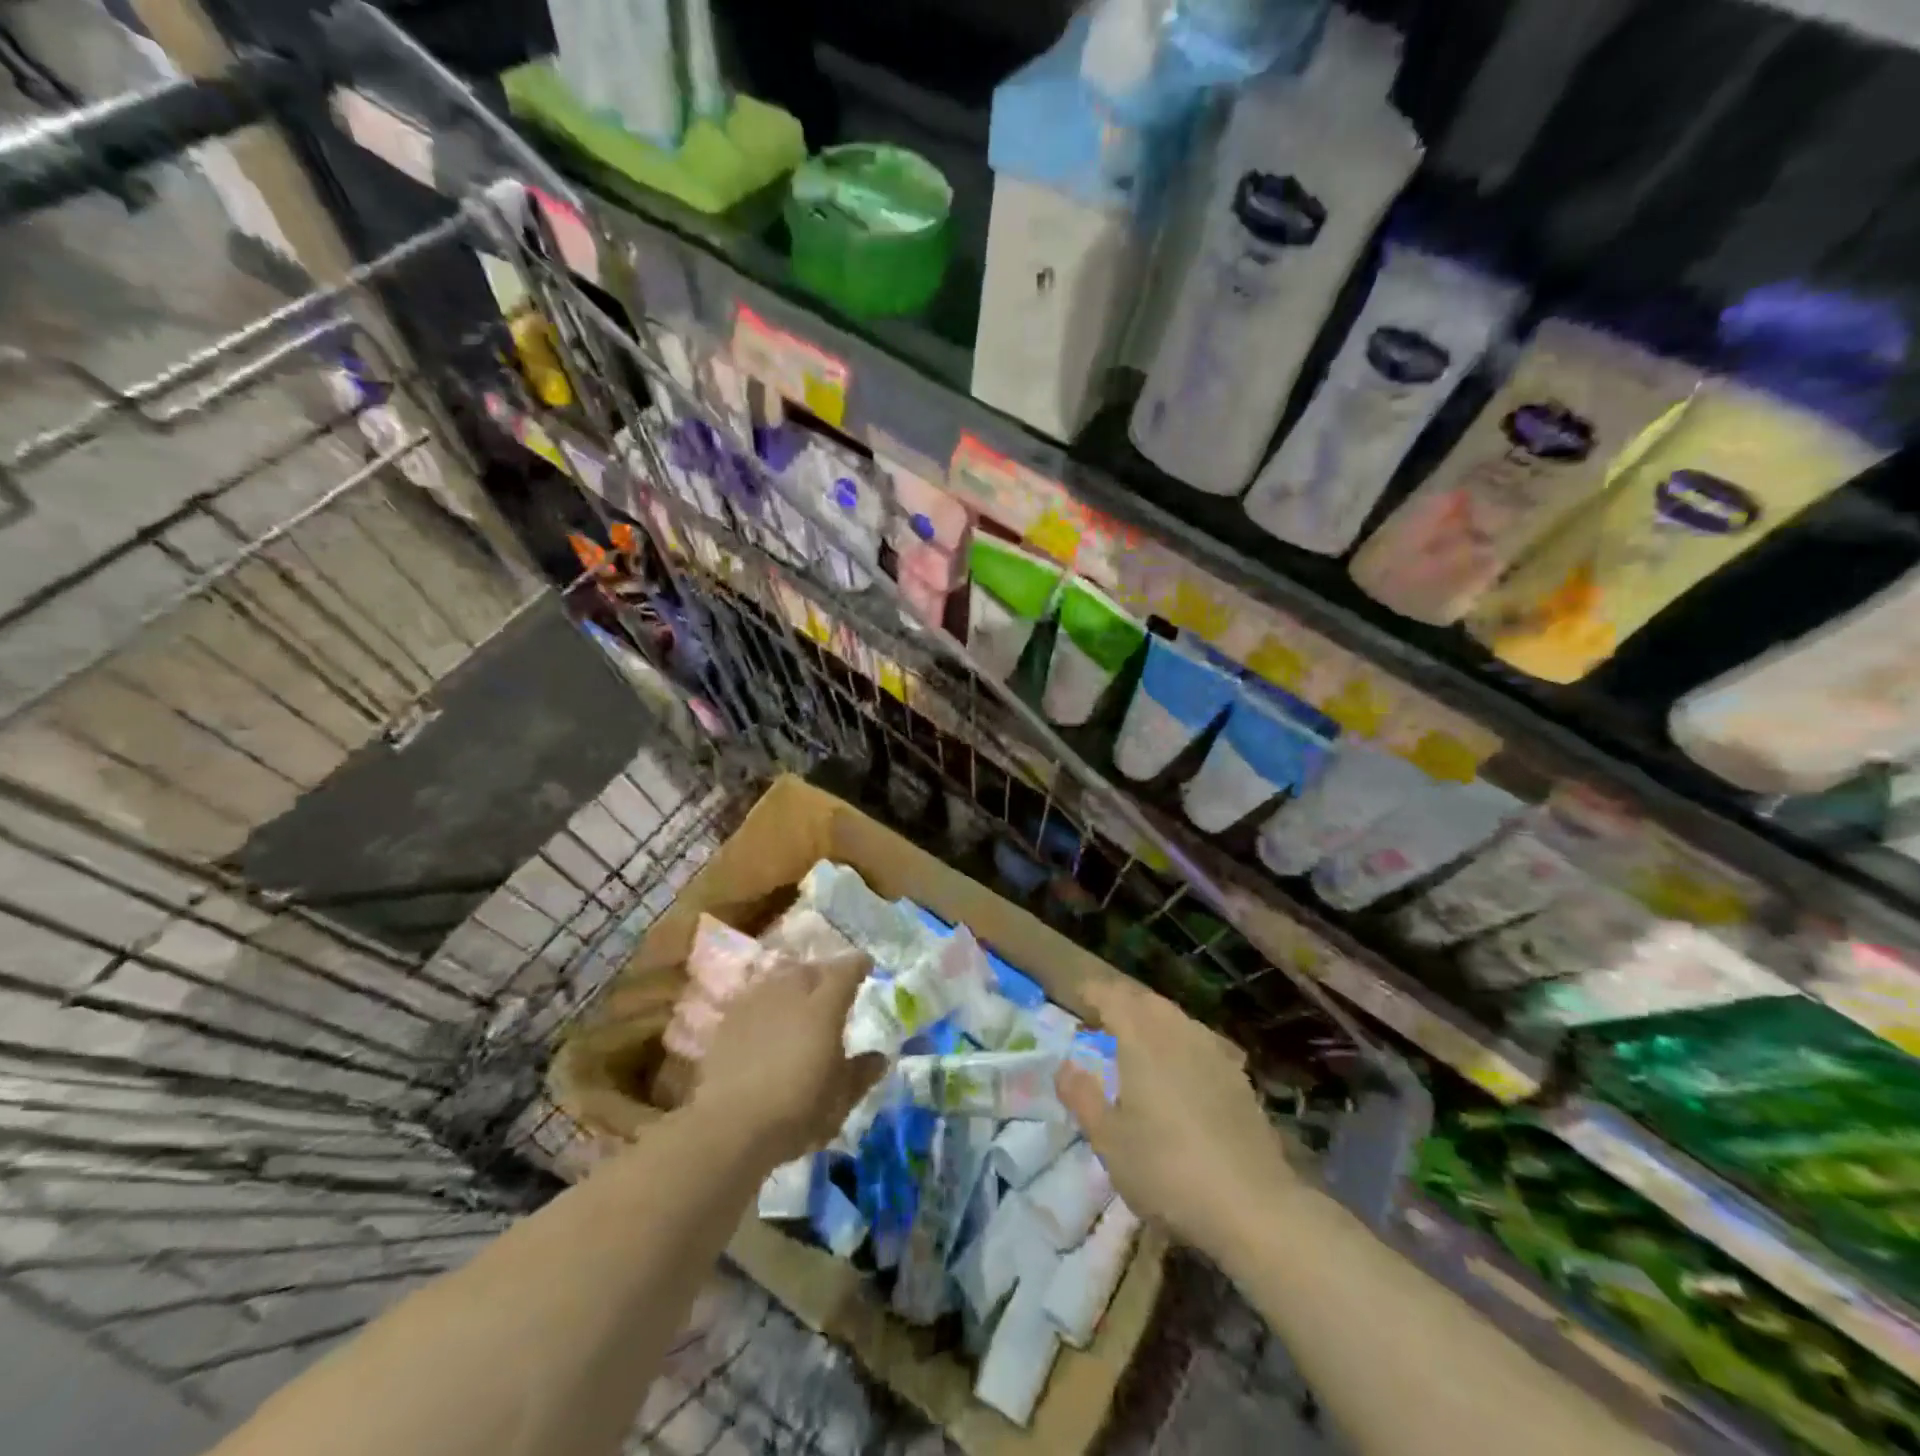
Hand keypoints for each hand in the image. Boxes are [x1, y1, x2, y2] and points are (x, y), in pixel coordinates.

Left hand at [694, 949, 885, 1167]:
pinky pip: (754, 998)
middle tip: (831, 988)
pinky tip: (766, 1021)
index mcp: (824, 1007)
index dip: (858, 966)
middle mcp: (790, 993)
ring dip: (793, 984)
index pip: (845, 972)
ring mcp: (756, 1003)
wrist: (729, 1126)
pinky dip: (766, 1003)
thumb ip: (861, 1073)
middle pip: (810, 969)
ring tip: (798, 1001)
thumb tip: (880, 1058)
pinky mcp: (728, 1020)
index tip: (866, 966)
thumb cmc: (796, 1110)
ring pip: (779, 979)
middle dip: (824, 974)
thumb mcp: (840, 1099)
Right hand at [1057, 978, 1295, 1258]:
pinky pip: (1199, 1042)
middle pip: (1146, 1001)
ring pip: (1176, 1019)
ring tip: (1137, 1043)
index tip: (1078, 997)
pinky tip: (1179, 1070)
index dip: (1092, 992)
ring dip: (1152, 1021)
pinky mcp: (1238, 1077)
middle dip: (1122, 1003)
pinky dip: (1179, 1043)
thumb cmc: (1166, 1169)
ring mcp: (1213, 1051)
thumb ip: (1082, 1096)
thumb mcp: (1108, 1139)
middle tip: (1103, 1021)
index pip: (1112, 996)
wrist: (1252, 1205)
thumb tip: (1065, 1066)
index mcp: (1141, 1037)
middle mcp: (1178, 1032)